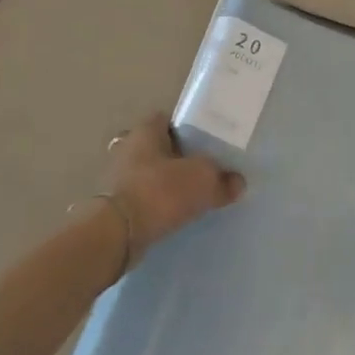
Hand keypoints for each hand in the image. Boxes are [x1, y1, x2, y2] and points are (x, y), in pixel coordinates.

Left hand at [105, 115, 245, 260]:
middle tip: (205, 170)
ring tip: (194, 195)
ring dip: (168, 183)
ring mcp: (119, 177)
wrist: (118, 234)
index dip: (190, 129)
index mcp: (146, 130)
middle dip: (180, 158)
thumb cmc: (160, 191)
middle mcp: (128, 148)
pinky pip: (145, 198)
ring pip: (152, 174)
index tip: (208, 143)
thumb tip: (237, 183)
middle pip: (161, 148)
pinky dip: (158, 203)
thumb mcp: (203, 180)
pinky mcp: (116, 205)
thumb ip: (223, 180)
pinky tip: (176, 214)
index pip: (170, 120)